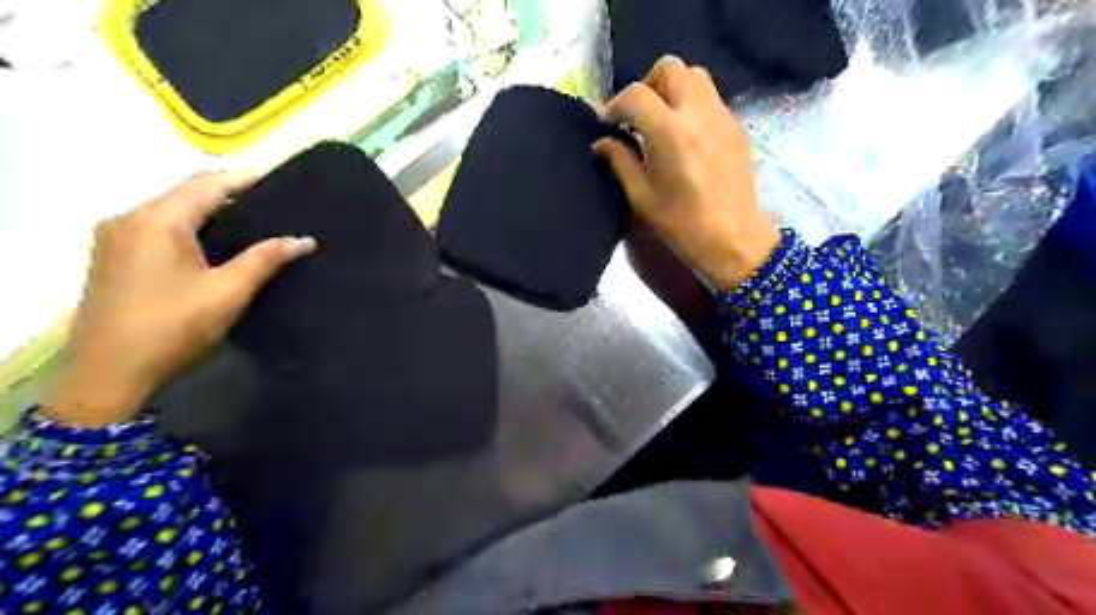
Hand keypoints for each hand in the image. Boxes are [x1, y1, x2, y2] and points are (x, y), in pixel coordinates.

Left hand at [44, 170, 316, 425]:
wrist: (109, 373)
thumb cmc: (173, 327)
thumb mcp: (228, 292)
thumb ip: (266, 259)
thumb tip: (304, 240)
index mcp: (157, 220)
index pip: (207, 184)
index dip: (245, 179)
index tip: (279, 180)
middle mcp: (130, 218)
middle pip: (186, 192)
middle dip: (229, 193)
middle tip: (272, 203)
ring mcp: (116, 236)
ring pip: (171, 209)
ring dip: (209, 210)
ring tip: (252, 220)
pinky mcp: (113, 255)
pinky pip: (158, 226)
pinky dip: (190, 225)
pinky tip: (215, 241)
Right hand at [597, 55, 783, 291]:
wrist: (733, 237)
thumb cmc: (682, 223)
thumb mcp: (641, 196)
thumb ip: (619, 161)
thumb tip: (602, 142)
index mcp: (669, 132)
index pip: (636, 94)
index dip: (616, 105)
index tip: (608, 123)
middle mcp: (697, 113)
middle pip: (670, 68)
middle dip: (648, 85)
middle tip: (638, 116)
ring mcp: (721, 116)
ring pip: (695, 76)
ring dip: (673, 89)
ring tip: (662, 121)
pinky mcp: (736, 126)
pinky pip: (710, 98)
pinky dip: (692, 105)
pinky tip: (685, 137)